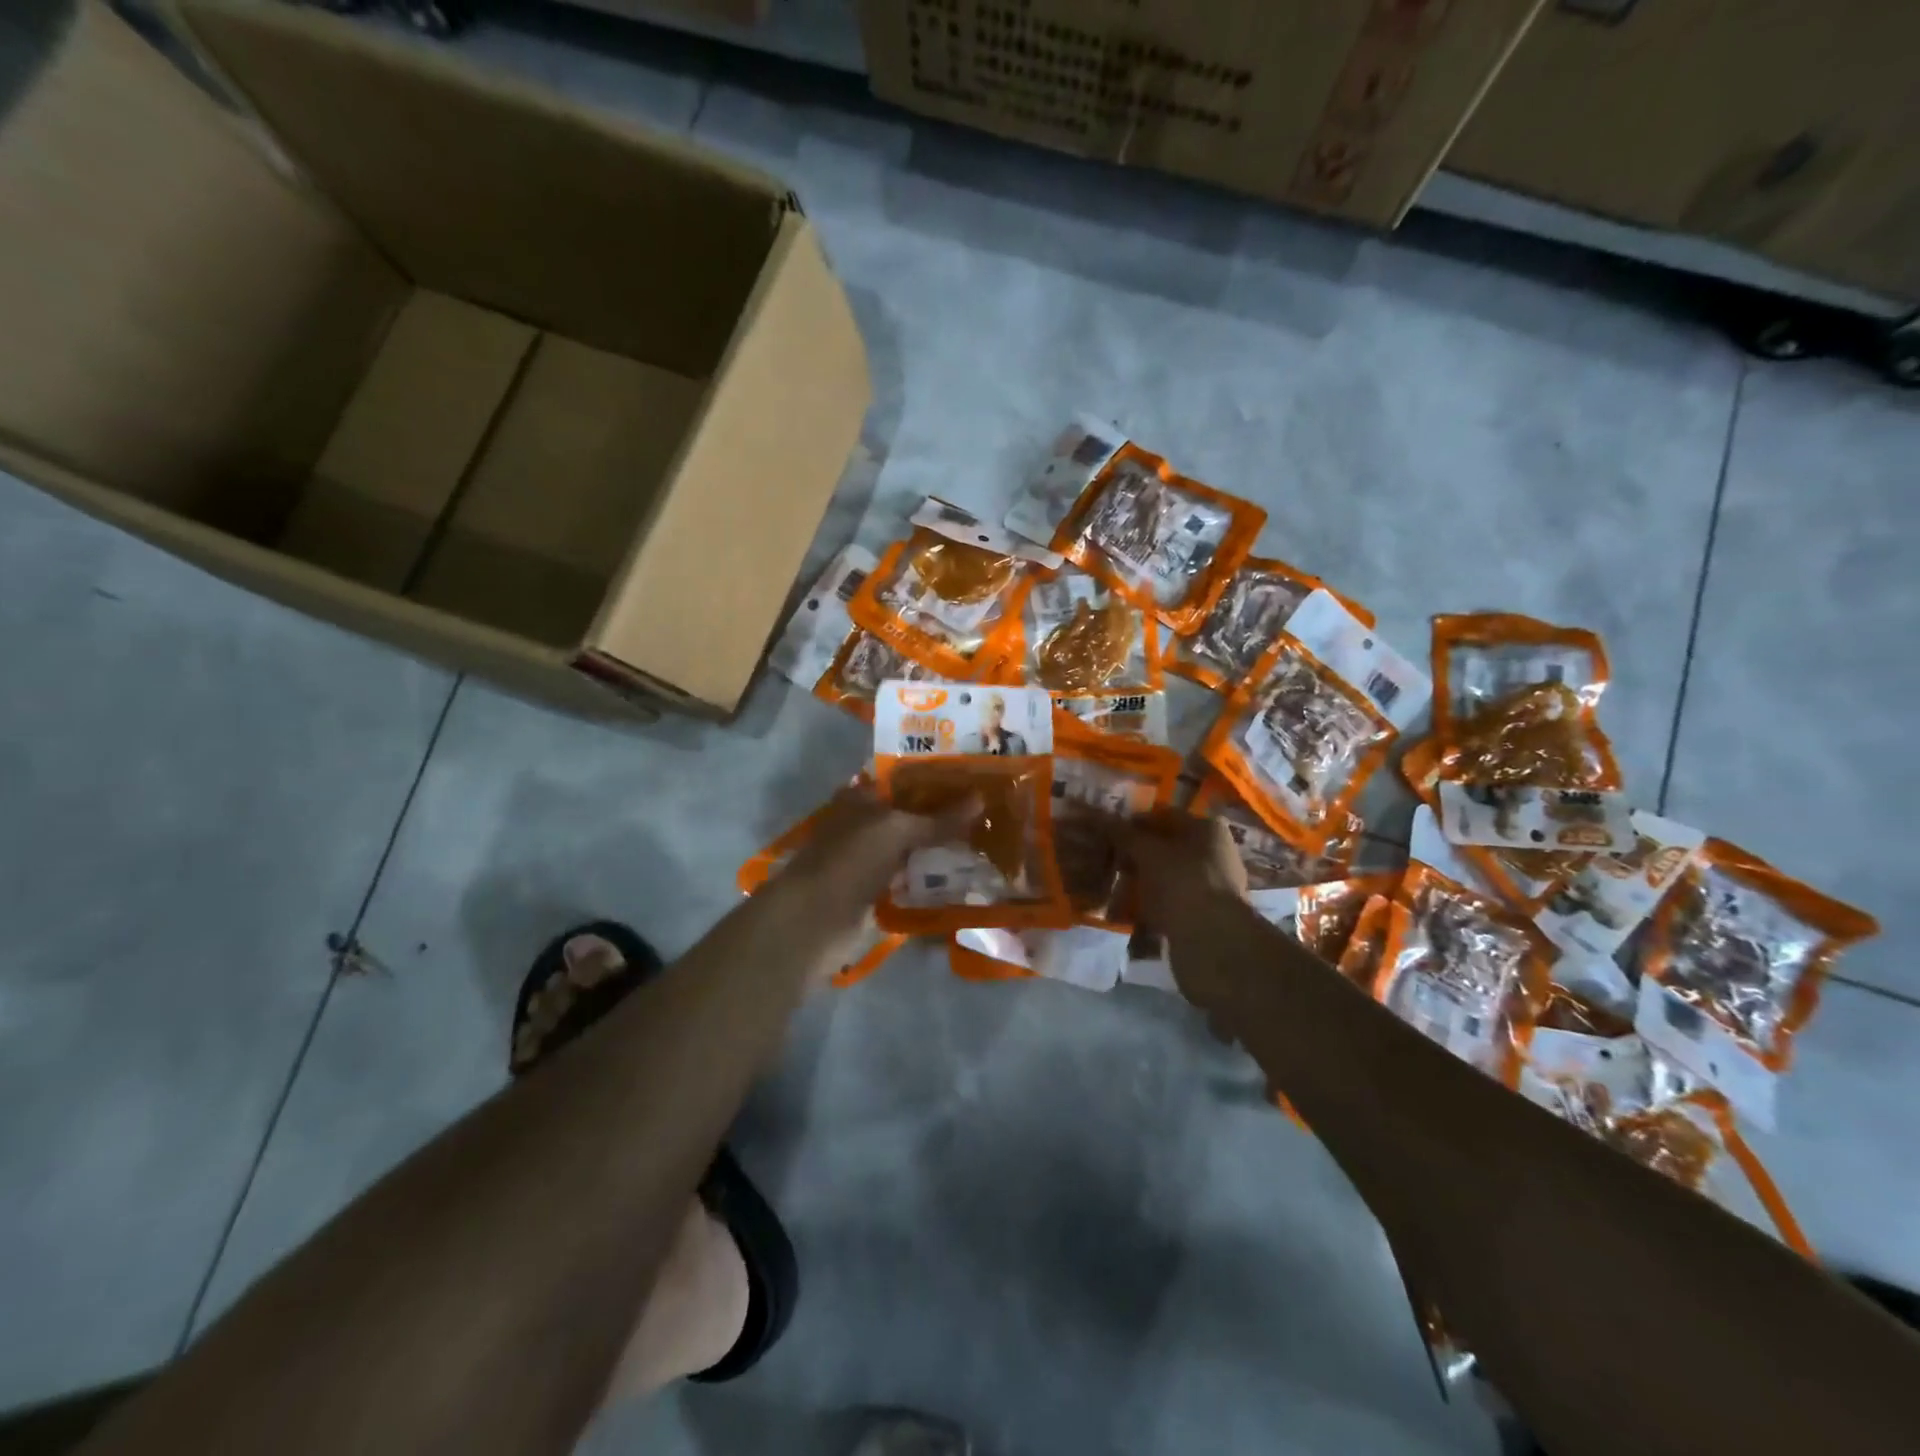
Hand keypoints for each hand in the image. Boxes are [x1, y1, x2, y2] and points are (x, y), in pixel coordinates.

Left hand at [779, 782, 978, 929]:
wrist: (816, 919)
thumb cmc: (851, 859)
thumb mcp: (898, 830)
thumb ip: (939, 819)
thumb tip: (980, 798)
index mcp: (859, 798)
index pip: (900, 781)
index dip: (931, 780)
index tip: (969, 781)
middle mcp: (862, 825)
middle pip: (907, 817)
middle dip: (940, 817)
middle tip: (985, 814)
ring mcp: (866, 862)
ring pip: (909, 850)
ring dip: (937, 851)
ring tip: (982, 845)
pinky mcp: (872, 894)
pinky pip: (907, 882)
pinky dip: (928, 882)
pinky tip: (960, 879)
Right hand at [1117, 810, 1248, 937]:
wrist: (1212, 939)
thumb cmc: (1181, 882)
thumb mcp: (1147, 852)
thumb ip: (1125, 835)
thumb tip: (1103, 819)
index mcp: (1207, 828)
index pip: (1163, 816)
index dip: (1133, 823)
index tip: (1108, 834)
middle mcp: (1214, 852)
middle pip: (1165, 848)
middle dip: (1134, 856)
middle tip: (1107, 863)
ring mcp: (1211, 885)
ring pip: (1165, 876)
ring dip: (1139, 882)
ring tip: (1112, 891)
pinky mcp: (1204, 914)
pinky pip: (1170, 901)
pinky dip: (1149, 905)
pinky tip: (1126, 913)